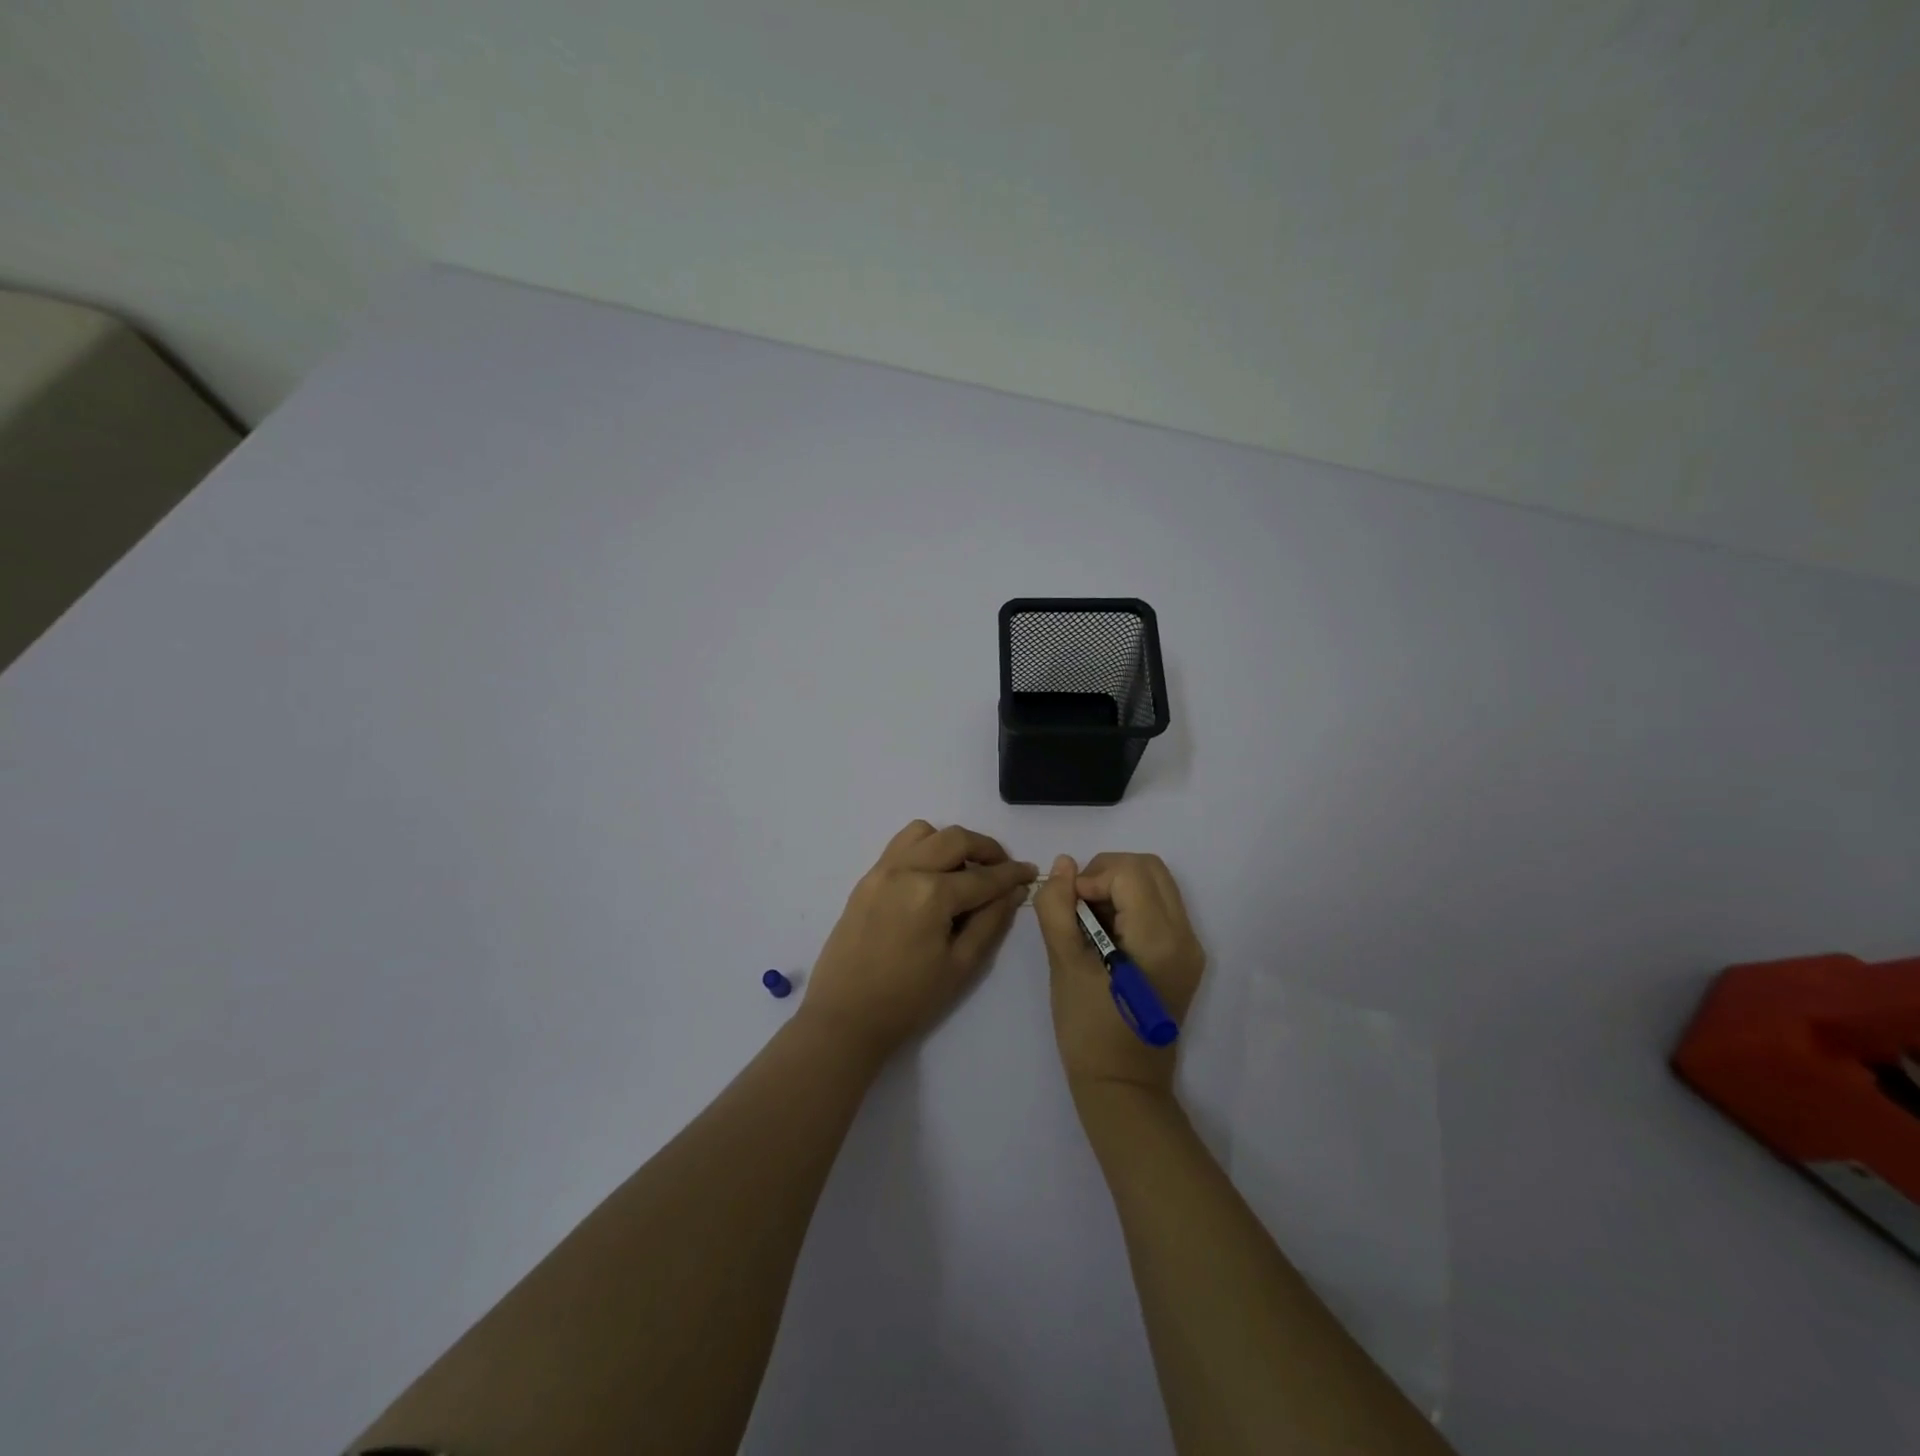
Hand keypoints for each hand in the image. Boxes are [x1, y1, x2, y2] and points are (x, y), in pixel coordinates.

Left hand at [800, 821, 1036, 1061]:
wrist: (845, 1017)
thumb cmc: (908, 1000)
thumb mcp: (961, 966)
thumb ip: (991, 922)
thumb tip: (1013, 891)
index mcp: (932, 894)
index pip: (983, 876)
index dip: (1012, 874)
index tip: (1031, 872)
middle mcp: (905, 870)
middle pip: (955, 839)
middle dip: (986, 849)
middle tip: (1002, 869)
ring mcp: (881, 871)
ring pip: (924, 833)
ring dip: (951, 843)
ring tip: (963, 871)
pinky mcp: (865, 879)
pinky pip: (900, 846)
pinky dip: (923, 848)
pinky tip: (932, 877)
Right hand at [1034, 853, 1204, 1095]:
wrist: (1123, 1086)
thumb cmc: (1088, 1029)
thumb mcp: (1064, 964)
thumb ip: (1058, 907)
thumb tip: (1063, 865)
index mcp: (1159, 939)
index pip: (1130, 872)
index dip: (1092, 877)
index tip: (1069, 906)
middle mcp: (1185, 936)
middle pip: (1149, 868)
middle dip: (1108, 872)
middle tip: (1078, 904)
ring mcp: (1190, 947)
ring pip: (1157, 883)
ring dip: (1119, 886)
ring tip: (1090, 920)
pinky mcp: (1185, 957)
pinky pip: (1160, 907)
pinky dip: (1131, 904)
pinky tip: (1107, 934)